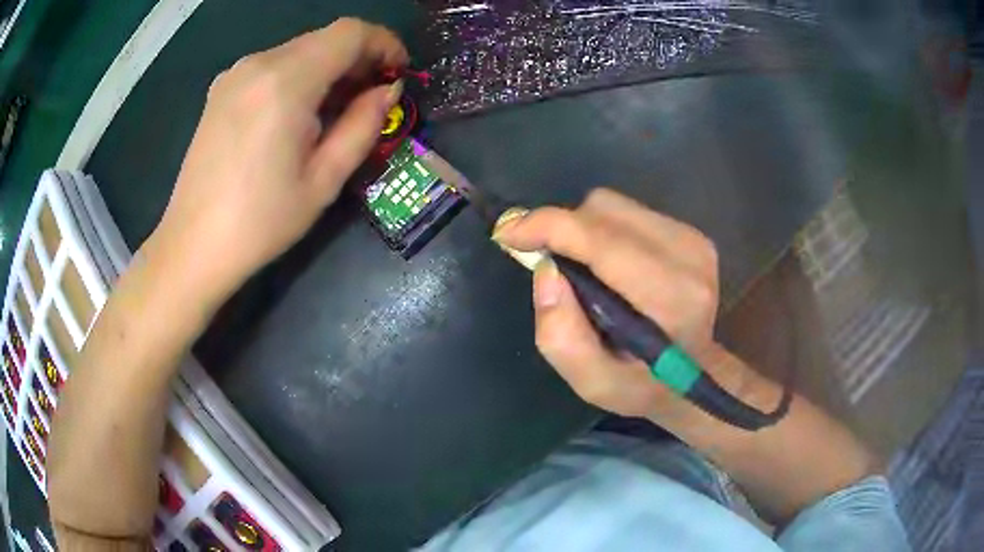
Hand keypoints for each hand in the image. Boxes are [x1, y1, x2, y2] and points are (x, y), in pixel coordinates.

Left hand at [151, 18, 407, 297]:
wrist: (193, 246)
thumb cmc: (261, 222)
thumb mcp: (324, 180)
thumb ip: (363, 124)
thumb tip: (388, 90)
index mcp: (286, 82)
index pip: (350, 32)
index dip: (384, 44)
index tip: (398, 74)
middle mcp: (258, 64)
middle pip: (325, 38)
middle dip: (358, 59)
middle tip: (371, 98)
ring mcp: (234, 74)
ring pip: (299, 50)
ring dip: (328, 69)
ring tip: (334, 111)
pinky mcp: (221, 89)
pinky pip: (273, 66)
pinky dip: (298, 77)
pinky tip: (296, 114)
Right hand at [494, 189, 721, 419]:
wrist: (697, 373)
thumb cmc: (642, 384)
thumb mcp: (593, 383)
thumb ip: (562, 335)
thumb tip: (545, 269)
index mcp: (669, 298)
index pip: (602, 240)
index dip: (549, 226)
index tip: (509, 234)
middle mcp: (687, 257)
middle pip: (604, 210)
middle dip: (563, 229)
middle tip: (549, 262)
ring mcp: (693, 240)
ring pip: (614, 206)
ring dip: (583, 229)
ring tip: (584, 270)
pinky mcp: (691, 233)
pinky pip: (629, 213)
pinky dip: (605, 231)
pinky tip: (611, 265)